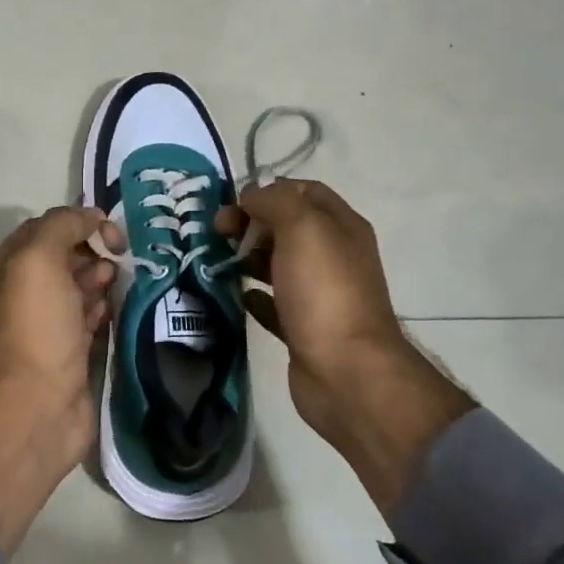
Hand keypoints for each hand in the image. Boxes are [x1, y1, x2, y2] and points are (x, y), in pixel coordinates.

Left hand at [0, 207, 122, 552]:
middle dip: (92, 250)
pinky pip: (90, 318)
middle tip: (118, 256)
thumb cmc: (36, 327)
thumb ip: (61, 226)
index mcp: (7, 268)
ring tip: (119, 279)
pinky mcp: (69, 352)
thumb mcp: (39, 259)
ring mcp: (47, 325)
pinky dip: (104, 307)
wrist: (39, 406)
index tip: (110, 229)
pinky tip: (117, 306)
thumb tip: (91, 216)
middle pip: (63, 258)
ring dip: (100, 278)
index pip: (44, 229)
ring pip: (78, 288)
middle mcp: (23, 294)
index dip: (77, 222)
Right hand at [215, 181, 472, 511]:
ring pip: (278, 264)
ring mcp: (319, 295)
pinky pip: (274, 304)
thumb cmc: (324, 292)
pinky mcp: (303, 328)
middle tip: (217, 232)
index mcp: (341, 227)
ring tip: (217, 260)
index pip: (305, 191)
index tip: (234, 204)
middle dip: (252, 223)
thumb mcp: (303, 228)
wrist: (345, 372)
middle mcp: (334, 257)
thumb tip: (253, 196)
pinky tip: (237, 295)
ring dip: (248, 257)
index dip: (269, 190)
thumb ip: (276, 201)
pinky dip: (254, 295)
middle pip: (288, 226)